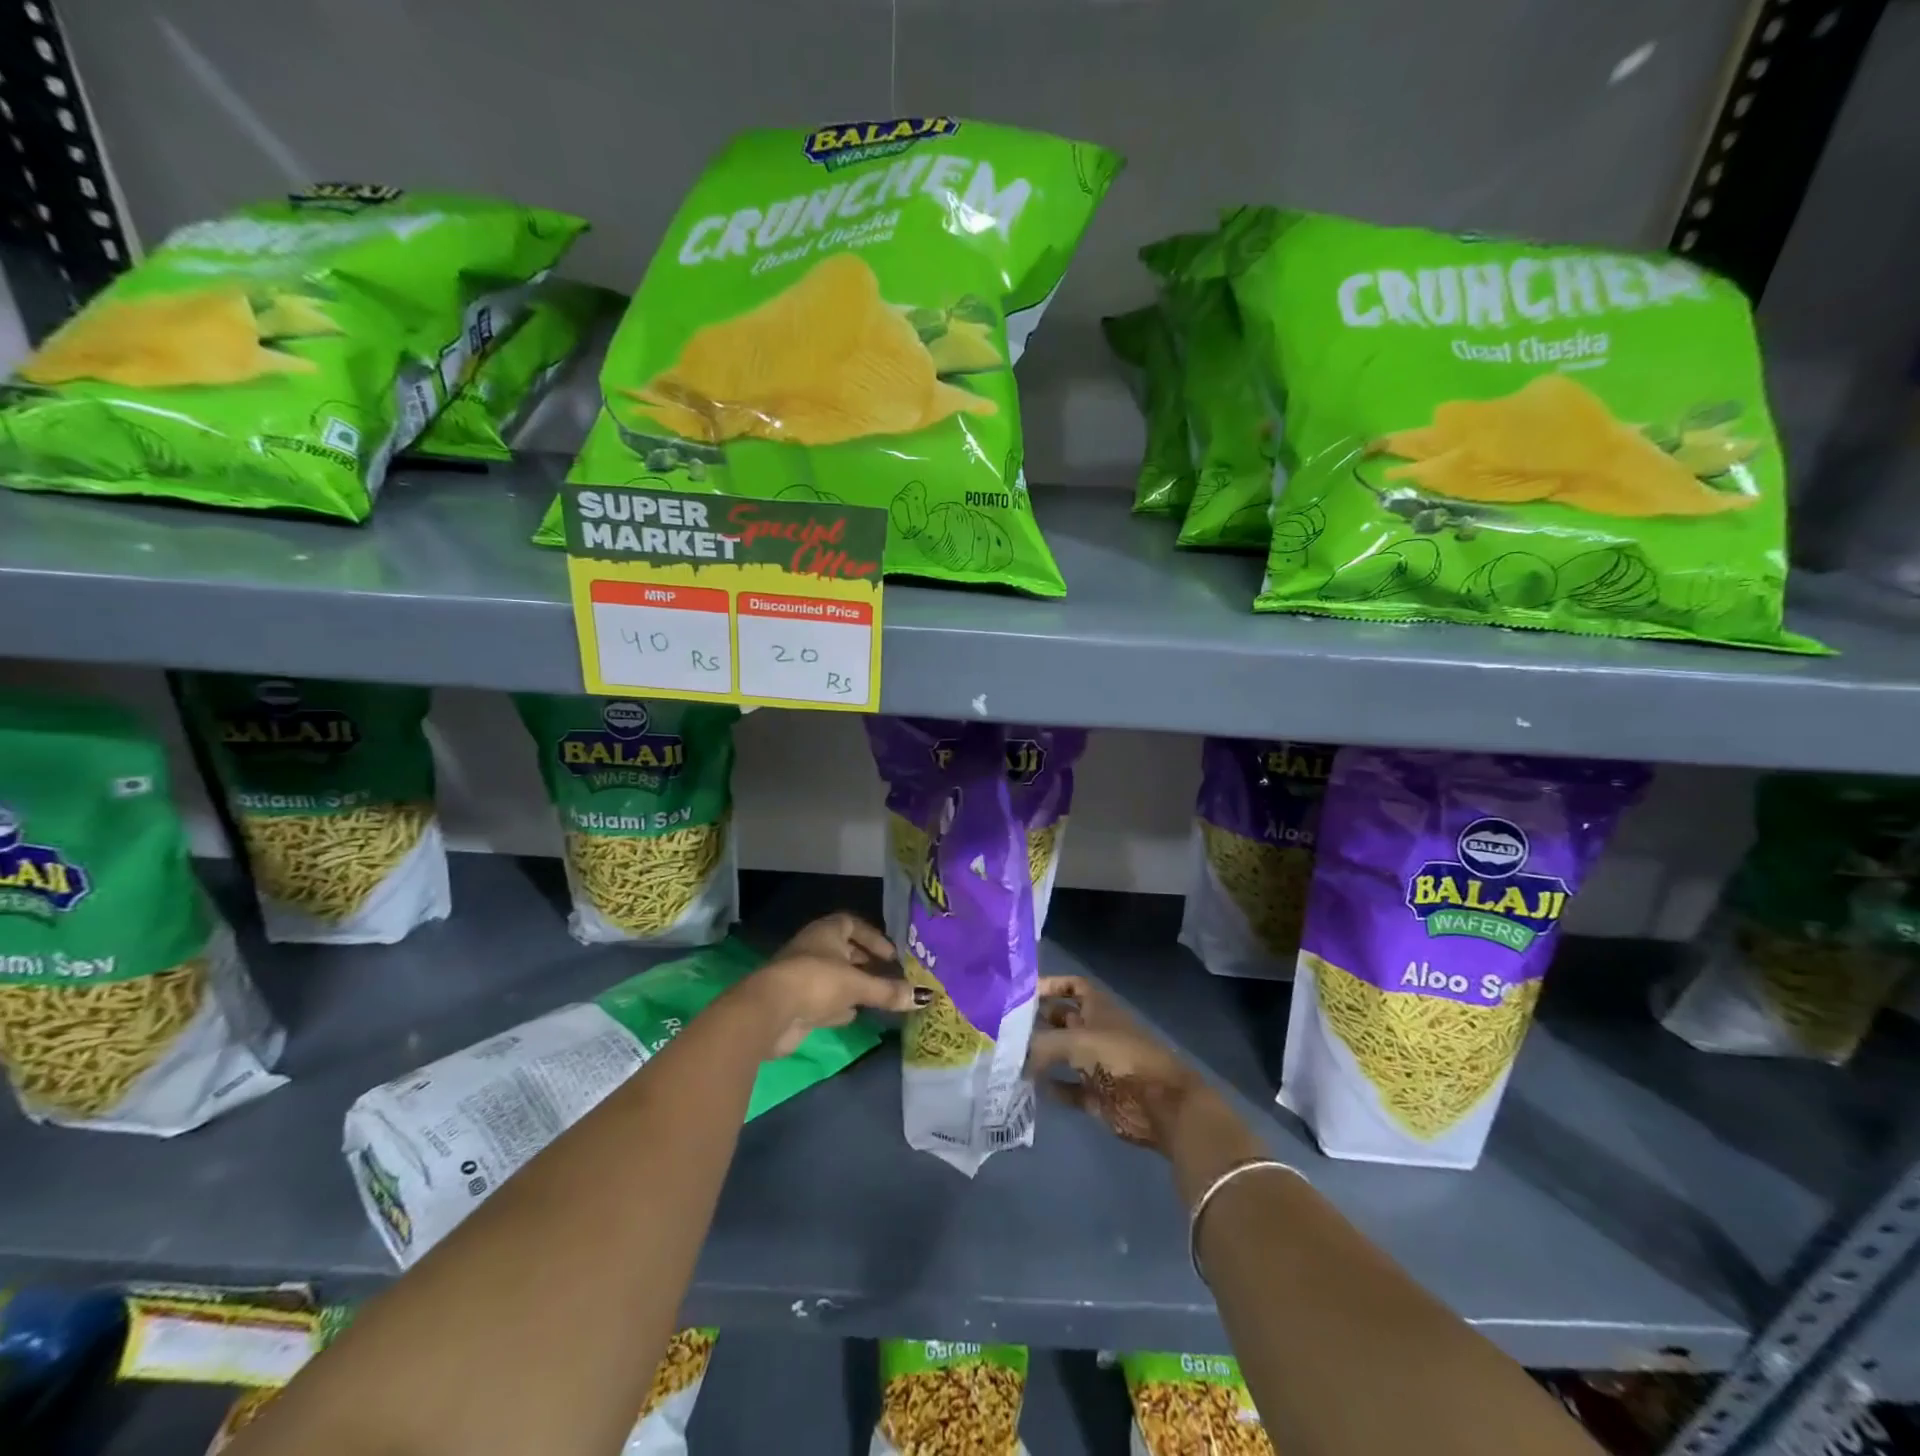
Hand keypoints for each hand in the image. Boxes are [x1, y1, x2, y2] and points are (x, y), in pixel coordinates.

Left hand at [743, 915, 924, 1058]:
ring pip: (834, 977)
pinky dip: (839, 1006)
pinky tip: (854, 1015)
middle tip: (889, 974)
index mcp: (826, 932)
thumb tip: (924, 996)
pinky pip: (824, 1000)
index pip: (851, 923)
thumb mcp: (857, 985)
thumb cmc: (816, 982)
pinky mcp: (796, 1003)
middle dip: (865, 962)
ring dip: (853, 986)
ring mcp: (803, 976)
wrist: (769, 1012)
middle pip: (843, 951)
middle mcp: (814, 949)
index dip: (872, 937)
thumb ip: (888, 990)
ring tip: (878, 995)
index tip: (891, 954)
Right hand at [1024, 974, 1205, 1152]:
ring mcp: (1097, 1063)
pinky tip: (1030, 1088)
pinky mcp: (1097, 1094)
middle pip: (1063, 1020)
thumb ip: (1041, 1044)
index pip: (1072, 986)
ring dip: (1041, 1056)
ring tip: (1009, 1057)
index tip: (1021, 992)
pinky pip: (1069, 1088)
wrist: (1161, 1104)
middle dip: (1038, 1021)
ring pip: (1063, 1054)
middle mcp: (1096, 1031)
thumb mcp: (1077, 1041)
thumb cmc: (1121, 1057)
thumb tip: (1012, 1053)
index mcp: (1098, 1008)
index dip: (1051, 985)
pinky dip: (1052, 1088)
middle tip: (1003, 1027)